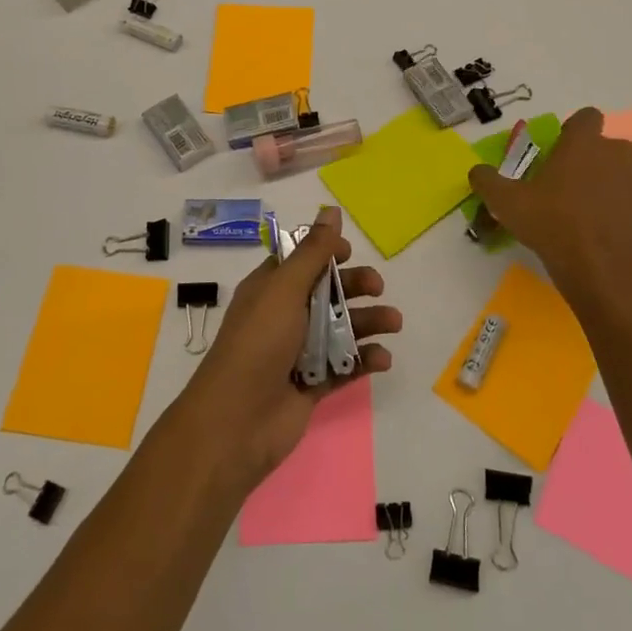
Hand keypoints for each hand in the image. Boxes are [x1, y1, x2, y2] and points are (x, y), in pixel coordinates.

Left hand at [173, 205, 399, 491]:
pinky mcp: (311, 384)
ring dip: (368, 322)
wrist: (237, 421)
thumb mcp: (285, 288)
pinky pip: (344, 366)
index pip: (300, 261)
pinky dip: (364, 360)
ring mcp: (298, 352)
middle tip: (378, 288)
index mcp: (270, 289)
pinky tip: (382, 359)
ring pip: (340, 328)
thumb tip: (331, 209)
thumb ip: (313, 251)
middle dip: (354, 286)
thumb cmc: (258, 342)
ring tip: (394, 323)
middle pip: (327, 292)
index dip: (325, 253)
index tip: (349, 252)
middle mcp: (284, 316)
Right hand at [467, 107, 631, 299]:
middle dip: (588, 159)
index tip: (557, 150)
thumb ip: (487, 181)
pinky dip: (614, 210)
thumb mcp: (506, 201)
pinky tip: (593, 231)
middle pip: (604, 146)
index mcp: (585, 143)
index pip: (587, 117)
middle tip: (563, 182)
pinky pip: (626, 202)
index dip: (573, 130)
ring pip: (619, 173)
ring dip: (603, 183)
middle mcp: (616, 155)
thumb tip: (477, 172)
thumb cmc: (551, 221)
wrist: (598, 267)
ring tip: (578, 209)